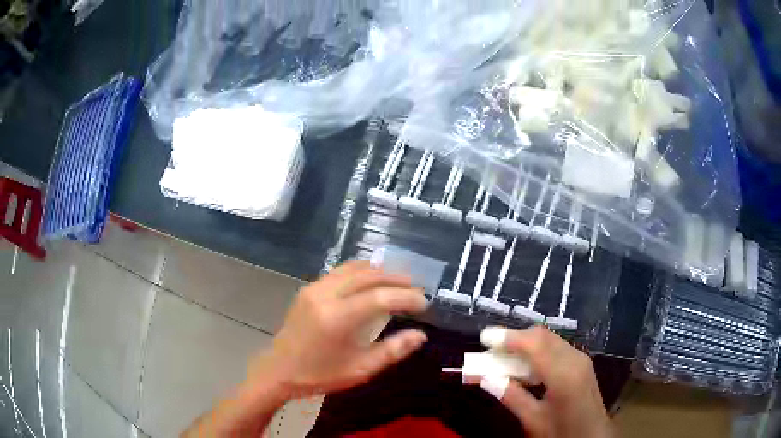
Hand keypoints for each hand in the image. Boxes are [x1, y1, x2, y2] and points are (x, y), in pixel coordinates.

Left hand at [250, 260, 428, 398]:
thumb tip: (421, 335)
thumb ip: (392, 351)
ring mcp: (313, 289)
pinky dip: (361, 272)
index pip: (379, 298)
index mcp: (337, 319)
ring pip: (353, 268)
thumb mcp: (359, 370)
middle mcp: (324, 296)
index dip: (405, 297)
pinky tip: (371, 280)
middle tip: (415, 288)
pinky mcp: (308, 289)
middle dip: (395, 278)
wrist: (279, 370)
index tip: (424, 303)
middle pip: (367, 275)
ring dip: (379, 271)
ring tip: (398, 281)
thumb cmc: (319, 375)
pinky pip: (339, 272)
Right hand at [478, 326, 613, 437]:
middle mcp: (574, 358)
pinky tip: (525, 365)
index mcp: (563, 374)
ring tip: (503, 356)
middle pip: (542, 336)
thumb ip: (511, 397)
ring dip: (525, 343)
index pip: (534, 344)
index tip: (484, 337)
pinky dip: (537, 350)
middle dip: (515, 337)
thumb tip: (485, 378)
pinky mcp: (581, 363)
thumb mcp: (534, 420)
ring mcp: (580, 359)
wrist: (593, 436)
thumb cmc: (562, 432)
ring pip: (549, 339)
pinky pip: (556, 347)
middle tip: (491, 349)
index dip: (508, 337)